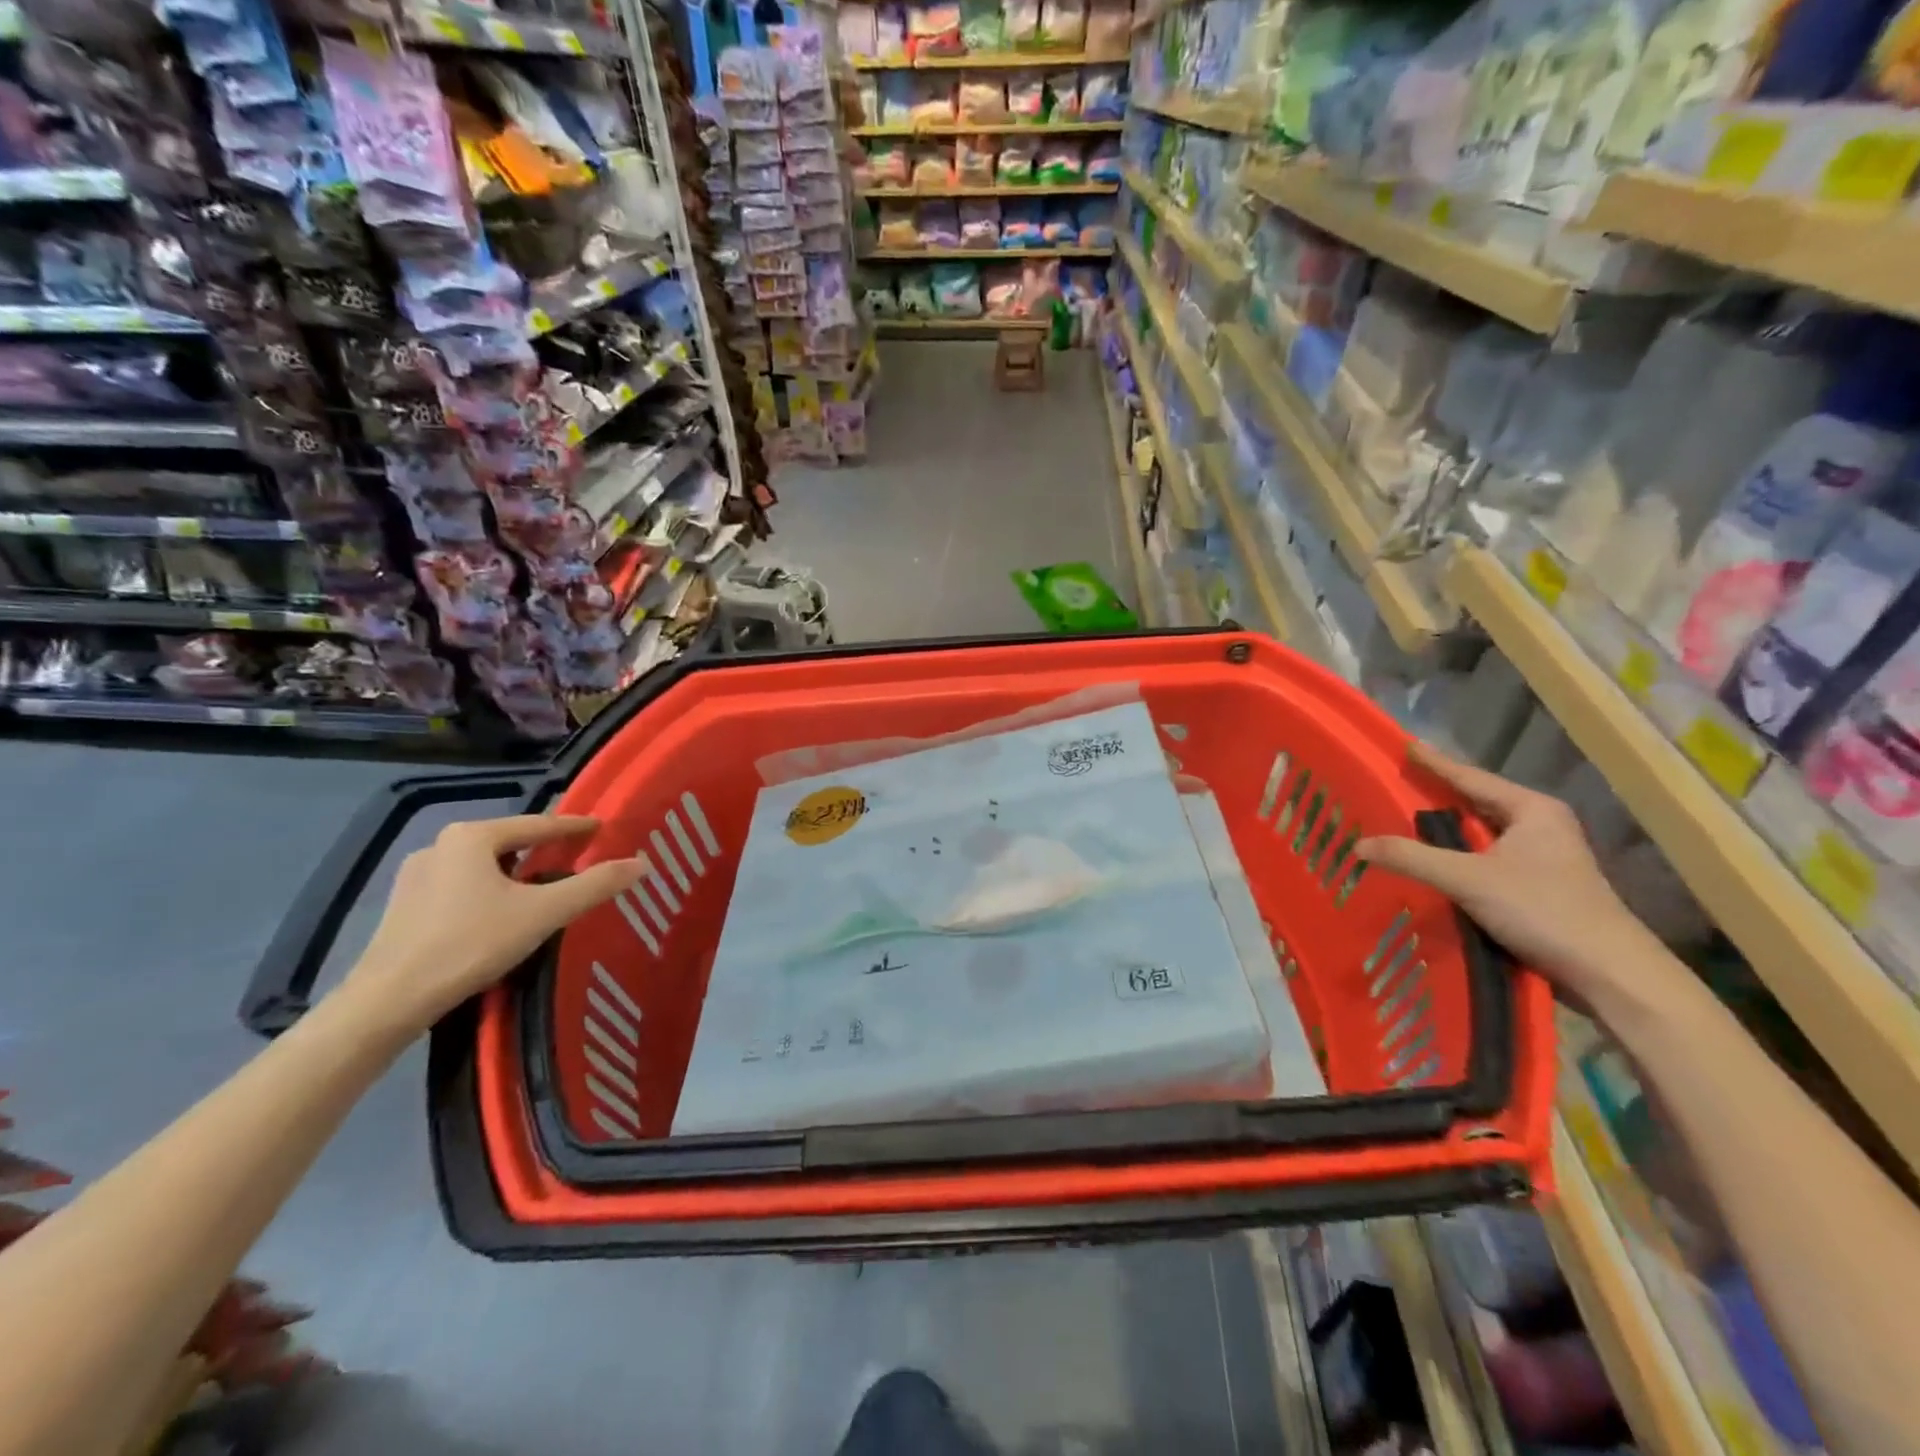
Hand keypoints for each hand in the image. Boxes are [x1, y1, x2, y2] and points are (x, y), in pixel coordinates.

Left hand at [338, 816, 647, 1037]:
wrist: (388, 1002)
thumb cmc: (470, 944)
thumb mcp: (544, 913)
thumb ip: (595, 885)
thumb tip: (642, 863)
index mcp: (472, 836)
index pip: (538, 824)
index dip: (575, 827)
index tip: (602, 829)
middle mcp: (440, 845)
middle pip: (509, 843)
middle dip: (543, 851)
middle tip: (578, 861)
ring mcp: (416, 876)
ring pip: (483, 866)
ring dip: (514, 873)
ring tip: (543, 890)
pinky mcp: (404, 906)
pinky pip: (462, 886)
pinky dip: (489, 892)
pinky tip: (501, 914)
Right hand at [1356, 742, 1662, 1007]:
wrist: (1609, 972)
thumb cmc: (1544, 910)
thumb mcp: (1469, 879)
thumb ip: (1412, 858)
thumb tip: (1358, 845)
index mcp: (1532, 810)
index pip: (1471, 778)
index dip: (1435, 763)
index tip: (1405, 745)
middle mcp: (1541, 826)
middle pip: (1478, 803)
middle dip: (1439, 795)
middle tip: (1399, 783)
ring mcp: (1544, 858)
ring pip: (1483, 834)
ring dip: (1448, 830)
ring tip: (1407, 820)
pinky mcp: (1541, 887)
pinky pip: (1487, 859)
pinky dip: (1459, 856)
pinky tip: (1435, 862)